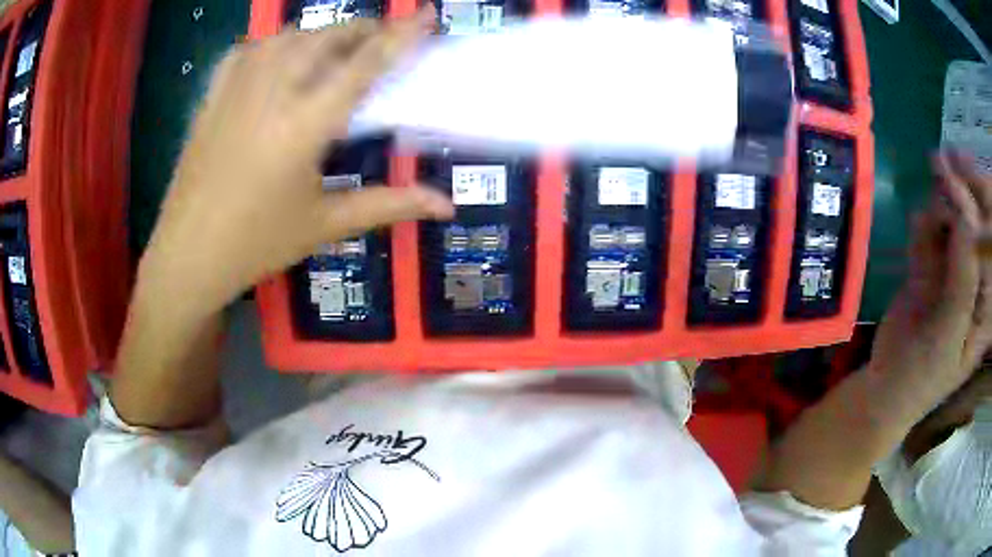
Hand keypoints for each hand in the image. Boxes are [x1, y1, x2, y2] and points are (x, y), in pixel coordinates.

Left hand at [141, 9, 453, 312]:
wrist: (187, 256)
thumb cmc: (257, 245)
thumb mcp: (326, 225)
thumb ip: (389, 205)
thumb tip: (447, 205)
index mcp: (305, 125)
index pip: (364, 65)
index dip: (401, 36)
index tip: (425, 16)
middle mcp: (272, 93)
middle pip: (326, 38)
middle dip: (362, 30)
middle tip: (383, 39)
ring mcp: (237, 90)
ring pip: (287, 37)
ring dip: (320, 34)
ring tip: (336, 47)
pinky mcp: (212, 97)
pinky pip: (247, 51)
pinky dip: (272, 44)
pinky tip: (279, 56)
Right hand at [869, 152, 991, 417]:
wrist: (884, 387)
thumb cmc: (922, 376)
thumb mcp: (947, 336)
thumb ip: (962, 280)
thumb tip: (965, 218)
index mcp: (986, 303)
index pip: (989, 245)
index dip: (979, 206)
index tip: (959, 171)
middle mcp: (975, 280)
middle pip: (974, 225)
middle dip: (960, 192)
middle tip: (939, 160)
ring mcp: (954, 271)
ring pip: (952, 222)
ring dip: (940, 206)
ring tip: (927, 200)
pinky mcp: (933, 266)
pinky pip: (931, 233)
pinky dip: (924, 225)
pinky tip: (916, 227)